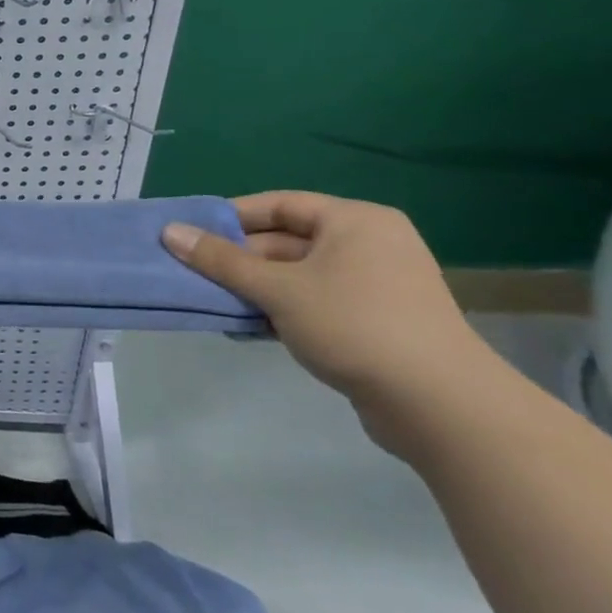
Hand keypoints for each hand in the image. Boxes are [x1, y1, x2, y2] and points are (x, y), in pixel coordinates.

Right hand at [162, 191, 495, 456]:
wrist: (442, 407)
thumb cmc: (355, 326)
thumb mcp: (277, 289)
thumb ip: (220, 261)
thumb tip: (169, 232)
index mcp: (355, 221)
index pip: (279, 205)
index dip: (231, 218)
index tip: (191, 235)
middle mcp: (370, 244)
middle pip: (286, 241)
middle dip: (239, 261)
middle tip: (195, 274)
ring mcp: (377, 286)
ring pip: (298, 276)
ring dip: (256, 289)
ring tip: (214, 304)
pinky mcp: (378, 323)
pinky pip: (316, 303)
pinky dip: (282, 310)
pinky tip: (248, 329)